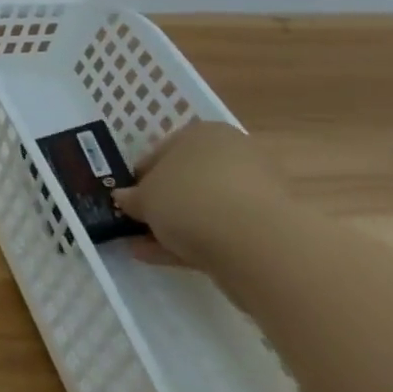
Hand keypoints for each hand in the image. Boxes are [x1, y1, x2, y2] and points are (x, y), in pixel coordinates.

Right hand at [113, 121, 300, 267]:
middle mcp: (234, 156)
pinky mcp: (267, 229)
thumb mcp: (143, 196)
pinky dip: (191, 242)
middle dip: (161, 201)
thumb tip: (125, 199)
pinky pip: (219, 232)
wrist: (256, 243)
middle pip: (187, 180)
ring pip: (204, 208)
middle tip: (138, 220)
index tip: (128, 196)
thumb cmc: (189, 199)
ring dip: (174, 225)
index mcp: (204, 134)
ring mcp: (256, 193)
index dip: (141, 175)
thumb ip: (131, 197)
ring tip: (142, 246)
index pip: (163, 151)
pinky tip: (162, 257)